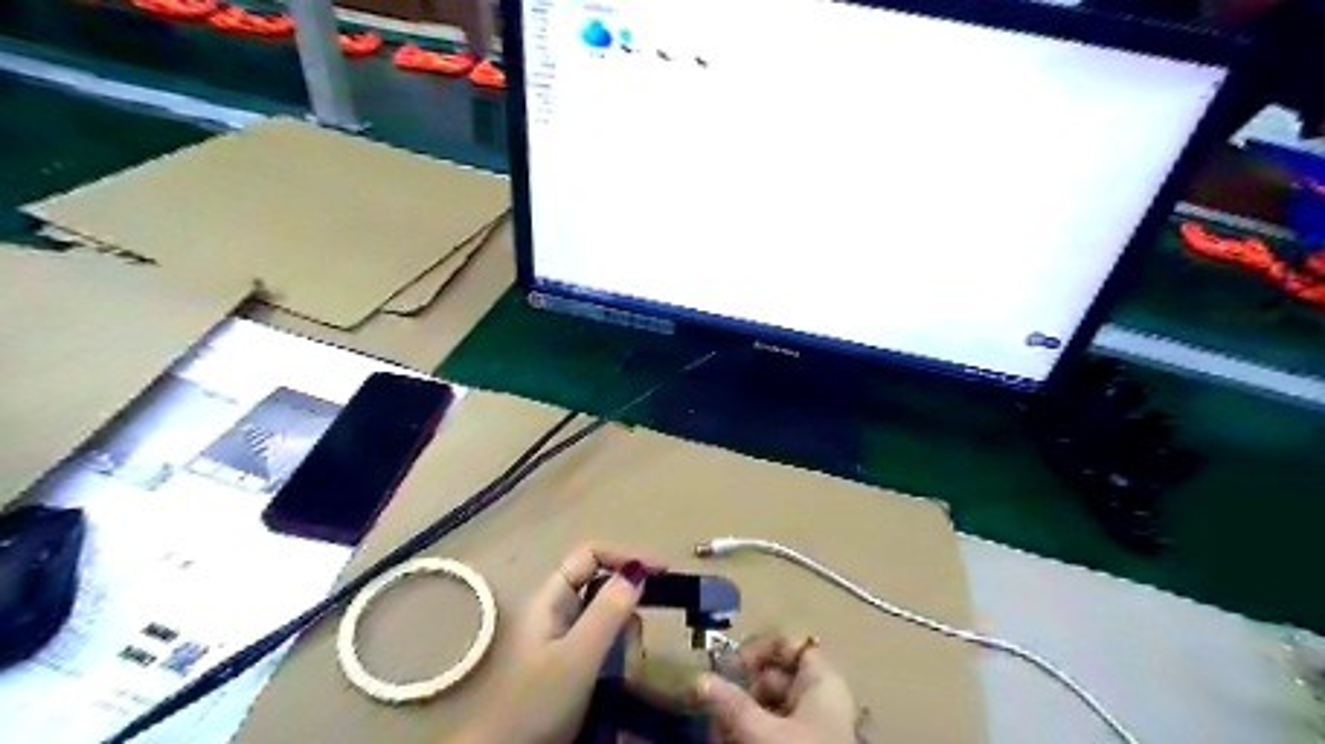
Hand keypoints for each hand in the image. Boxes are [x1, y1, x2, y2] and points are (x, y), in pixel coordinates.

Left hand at [460, 543, 661, 743]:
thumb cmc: (535, 703)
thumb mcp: (577, 656)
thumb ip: (608, 612)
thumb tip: (638, 571)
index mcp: (551, 599)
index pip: (591, 555)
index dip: (624, 557)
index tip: (661, 573)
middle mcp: (558, 613)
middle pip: (604, 589)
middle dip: (627, 613)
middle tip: (634, 645)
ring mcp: (565, 641)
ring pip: (610, 623)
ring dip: (624, 643)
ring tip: (622, 676)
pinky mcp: (572, 667)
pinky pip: (606, 650)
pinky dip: (618, 661)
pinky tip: (617, 686)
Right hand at [704, 635, 859, 743]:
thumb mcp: (761, 731)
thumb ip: (729, 703)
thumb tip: (699, 679)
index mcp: (820, 680)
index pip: (786, 645)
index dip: (755, 649)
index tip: (726, 667)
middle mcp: (817, 697)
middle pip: (771, 678)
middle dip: (737, 692)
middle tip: (710, 707)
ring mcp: (811, 726)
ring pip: (766, 708)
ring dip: (736, 717)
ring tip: (715, 733)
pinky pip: (770, 731)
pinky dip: (747, 734)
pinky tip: (726, 742)